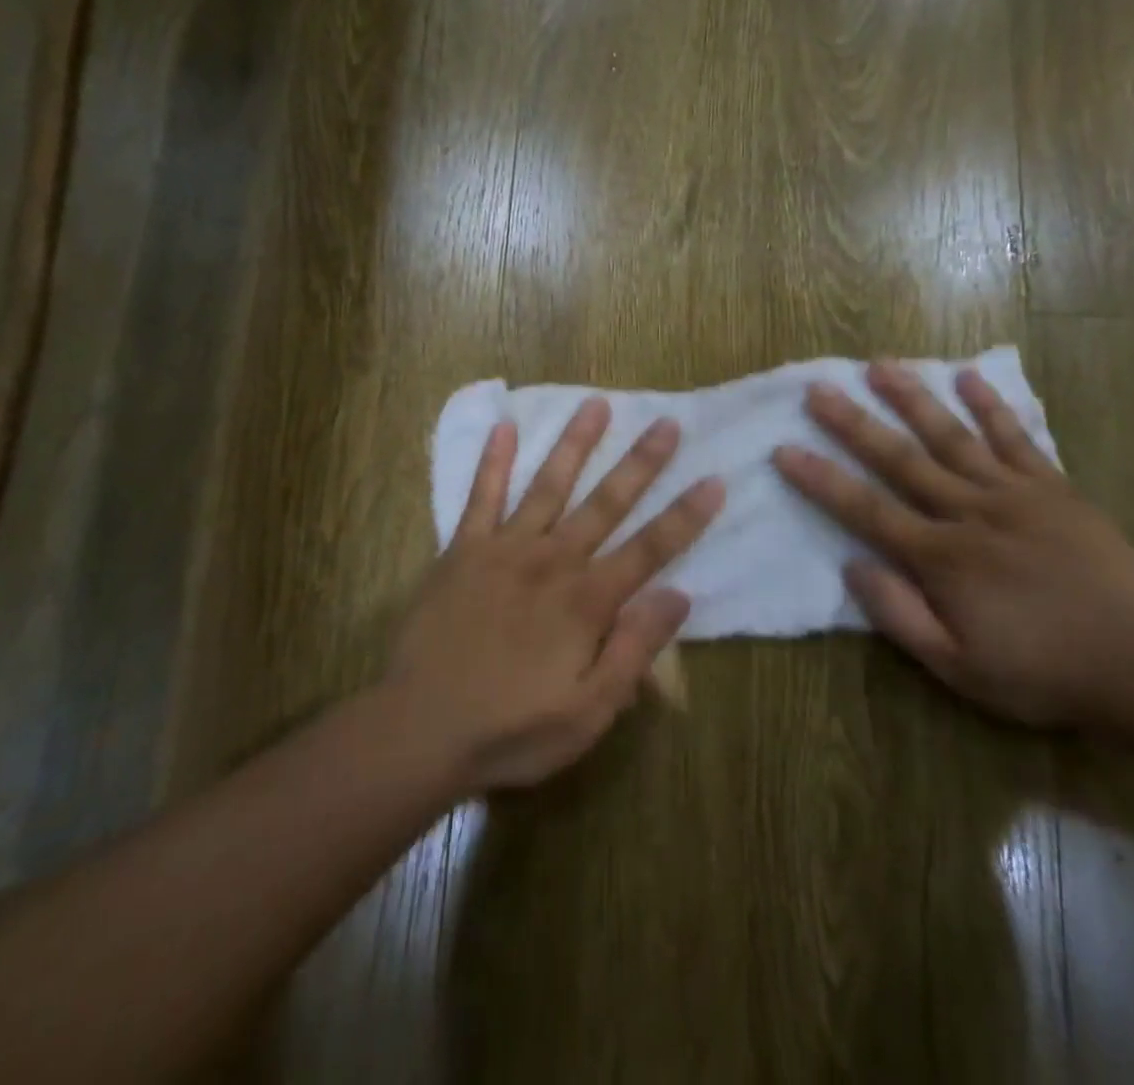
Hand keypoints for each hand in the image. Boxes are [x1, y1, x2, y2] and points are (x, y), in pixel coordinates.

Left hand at [388, 400, 723, 791]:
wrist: (419, 730)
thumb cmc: (512, 729)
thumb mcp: (589, 712)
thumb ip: (634, 650)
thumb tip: (679, 596)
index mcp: (587, 600)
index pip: (650, 548)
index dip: (686, 515)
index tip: (714, 479)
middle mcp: (552, 560)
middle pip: (606, 502)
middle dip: (641, 462)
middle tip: (667, 423)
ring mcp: (505, 549)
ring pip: (548, 484)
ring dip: (575, 443)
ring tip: (596, 403)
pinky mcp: (463, 550)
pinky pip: (480, 496)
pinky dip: (492, 461)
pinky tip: (503, 427)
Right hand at [771, 362, 1133, 727]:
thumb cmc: (1038, 672)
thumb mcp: (957, 667)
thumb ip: (900, 615)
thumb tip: (853, 566)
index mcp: (941, 558)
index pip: (866, 510)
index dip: (822, 480)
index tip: (785, 450)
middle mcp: (970, 512)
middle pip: (902, 459)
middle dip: (855, 423)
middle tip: (819, 389)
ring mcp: (1015, 494)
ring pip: (954, 437)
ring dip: (914, 399)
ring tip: (881, 366)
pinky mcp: (1054, 490)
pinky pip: (1018, 440)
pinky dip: (992, 407)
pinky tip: (969, 377)